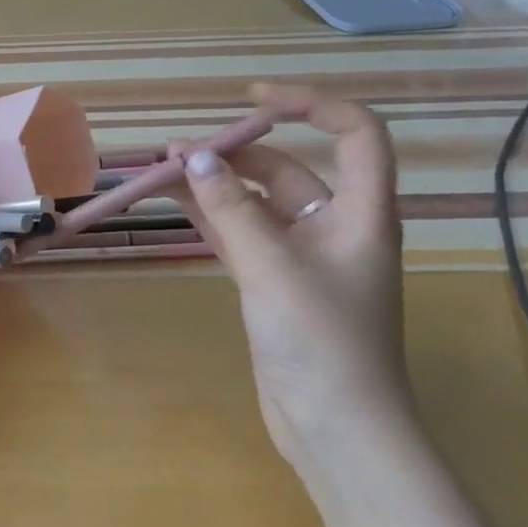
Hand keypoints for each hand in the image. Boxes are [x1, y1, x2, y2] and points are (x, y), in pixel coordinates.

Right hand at [170, 85, 412, 464]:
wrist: (333, 427)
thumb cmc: (321, 343)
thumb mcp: (273, 269)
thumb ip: (232, 212)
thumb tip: (197, 159)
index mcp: (361, 213)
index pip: (354, 134)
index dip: (312, 104)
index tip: (255, 99)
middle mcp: (334, 226)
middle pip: (288, 169)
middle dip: (236, 152)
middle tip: (180, 152)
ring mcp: (301, 257)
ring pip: (255, 204)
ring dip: (216, 185)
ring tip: (165, 169)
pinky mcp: (274, 284)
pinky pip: (241, 236)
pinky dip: (212, 218)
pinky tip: (177, 203)